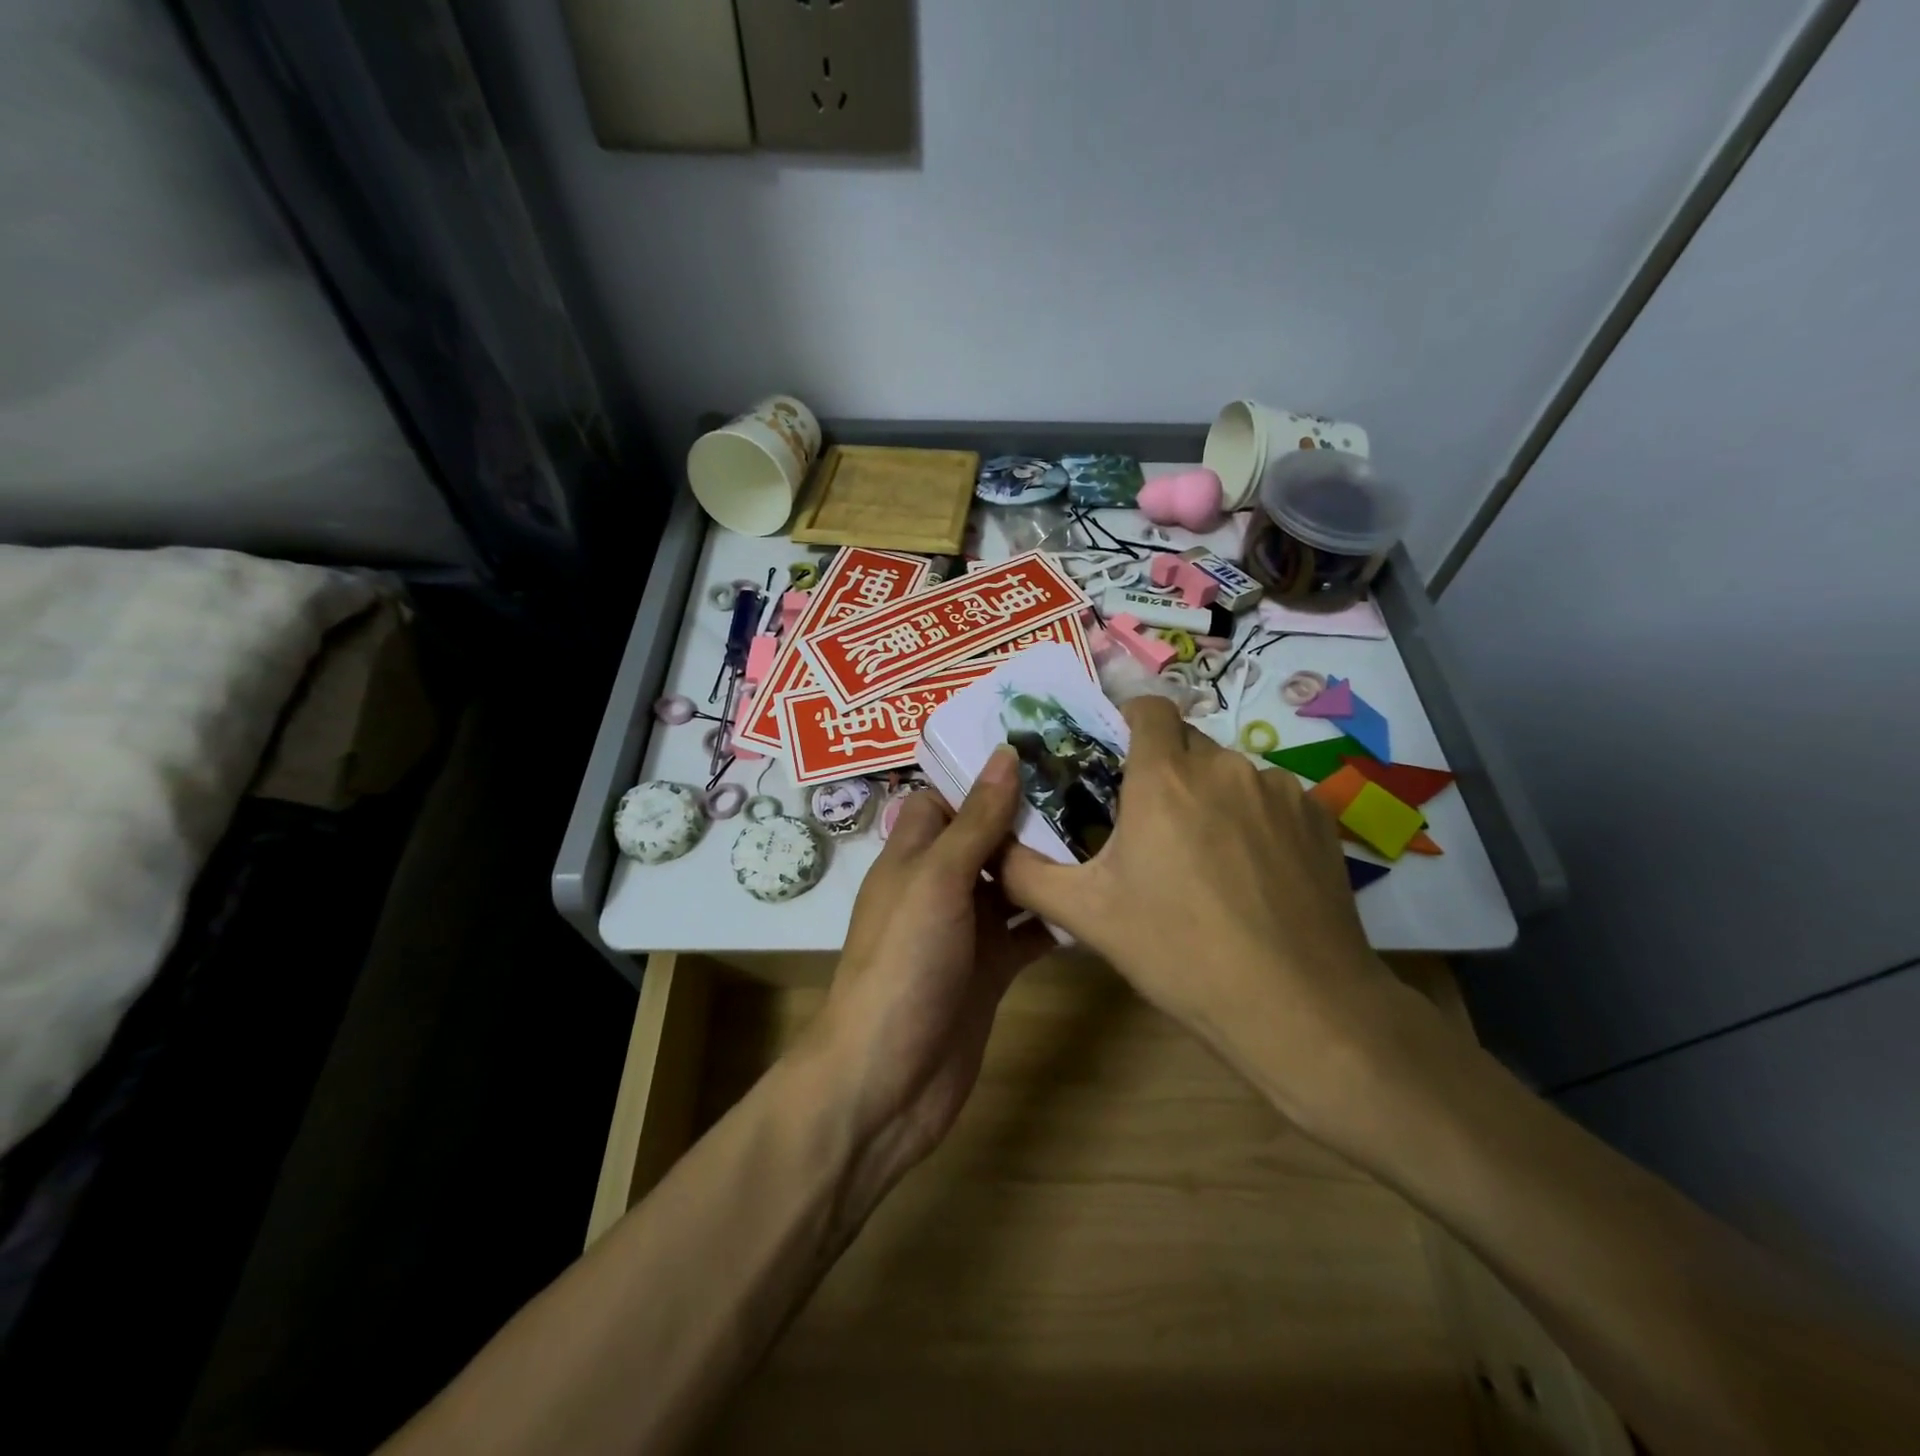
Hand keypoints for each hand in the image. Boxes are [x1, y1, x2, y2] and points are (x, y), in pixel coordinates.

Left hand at [805, 748, 1052, 1203]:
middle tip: (1091, 786)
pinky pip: (1026, 932)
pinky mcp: (990, 970)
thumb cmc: (903, 963)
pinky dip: (1053, 918)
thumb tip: (1005, 754)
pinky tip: (1097, 899)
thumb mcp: (936, 881)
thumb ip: (975, 822)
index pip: (944, 800)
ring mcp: (965, 931)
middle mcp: (938, 887)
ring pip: (1010, 885)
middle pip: (984, 839)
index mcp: (912, 856)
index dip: (981, 777)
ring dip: (1047, 866)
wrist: (889, 1079)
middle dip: (1027, 817)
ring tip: (1107, 831)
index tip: (1039, 752)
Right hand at [997, 696, 1405, 1133]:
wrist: (1298, 1007)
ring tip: (1206, 861)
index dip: (1129, 722)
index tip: (1117, 760)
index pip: (1147, 708)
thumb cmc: (1179, 952)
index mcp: (1164, 777)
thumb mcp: (1086, 916)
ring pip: (1229, 774)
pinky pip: (1271, 800)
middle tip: (1152, 828)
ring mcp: (1279, 789)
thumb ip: (1025, 873)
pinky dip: (1254, 821)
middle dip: (1165, 771)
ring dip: (1210, 798)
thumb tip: (990, 849)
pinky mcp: (1318, 817)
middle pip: (1187, 744)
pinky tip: (1254, 876)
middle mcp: (1224, 766)